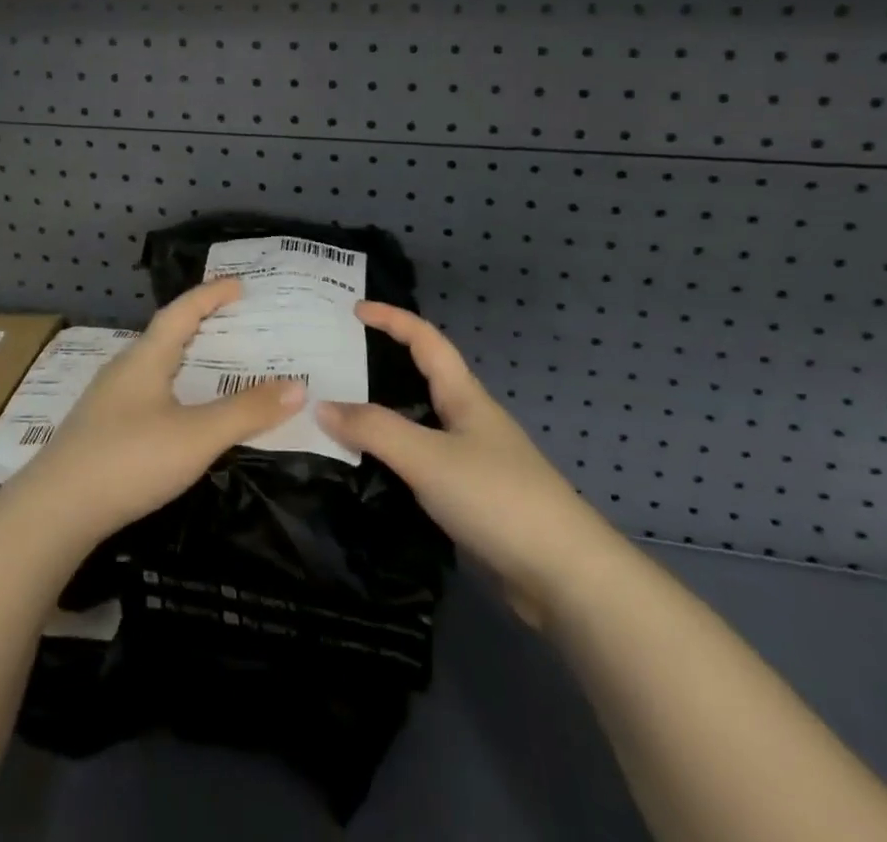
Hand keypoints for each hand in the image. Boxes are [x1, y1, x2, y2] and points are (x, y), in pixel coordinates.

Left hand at [8, 279, 305, 544]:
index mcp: (146, 358)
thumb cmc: (129, 460)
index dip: (211, 294)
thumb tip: (299, 386)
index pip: (182, 311)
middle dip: (201, 324)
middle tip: (236, 324)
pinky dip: (172, 388)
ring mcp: (107, 400)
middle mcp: (124, 369)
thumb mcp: (197, 436)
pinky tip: (179, 413)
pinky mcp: (100, 429)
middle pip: (166, 335)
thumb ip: (247, 411)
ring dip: (185, 358)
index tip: (239, 285)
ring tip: (214, 366)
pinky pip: (145, 392)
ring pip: (154, 366)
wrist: (53, 512)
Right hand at [316, 302, 606, 610]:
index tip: (354, 309)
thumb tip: (321, 405)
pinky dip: (394, 456)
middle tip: (336, 364)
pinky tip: (370, 470)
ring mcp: (474, 461)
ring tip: (340, 415)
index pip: (425, 340)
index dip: (392, 319)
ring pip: (420, 423)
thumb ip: (374, 430)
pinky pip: (423, 462)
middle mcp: (469, 421)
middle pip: (422, 378)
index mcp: (465, 397)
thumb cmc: (497, 498)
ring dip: (384, 415)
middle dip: (382, 365)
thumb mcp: (428, 457)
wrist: (564, 577)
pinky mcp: (472, 499)